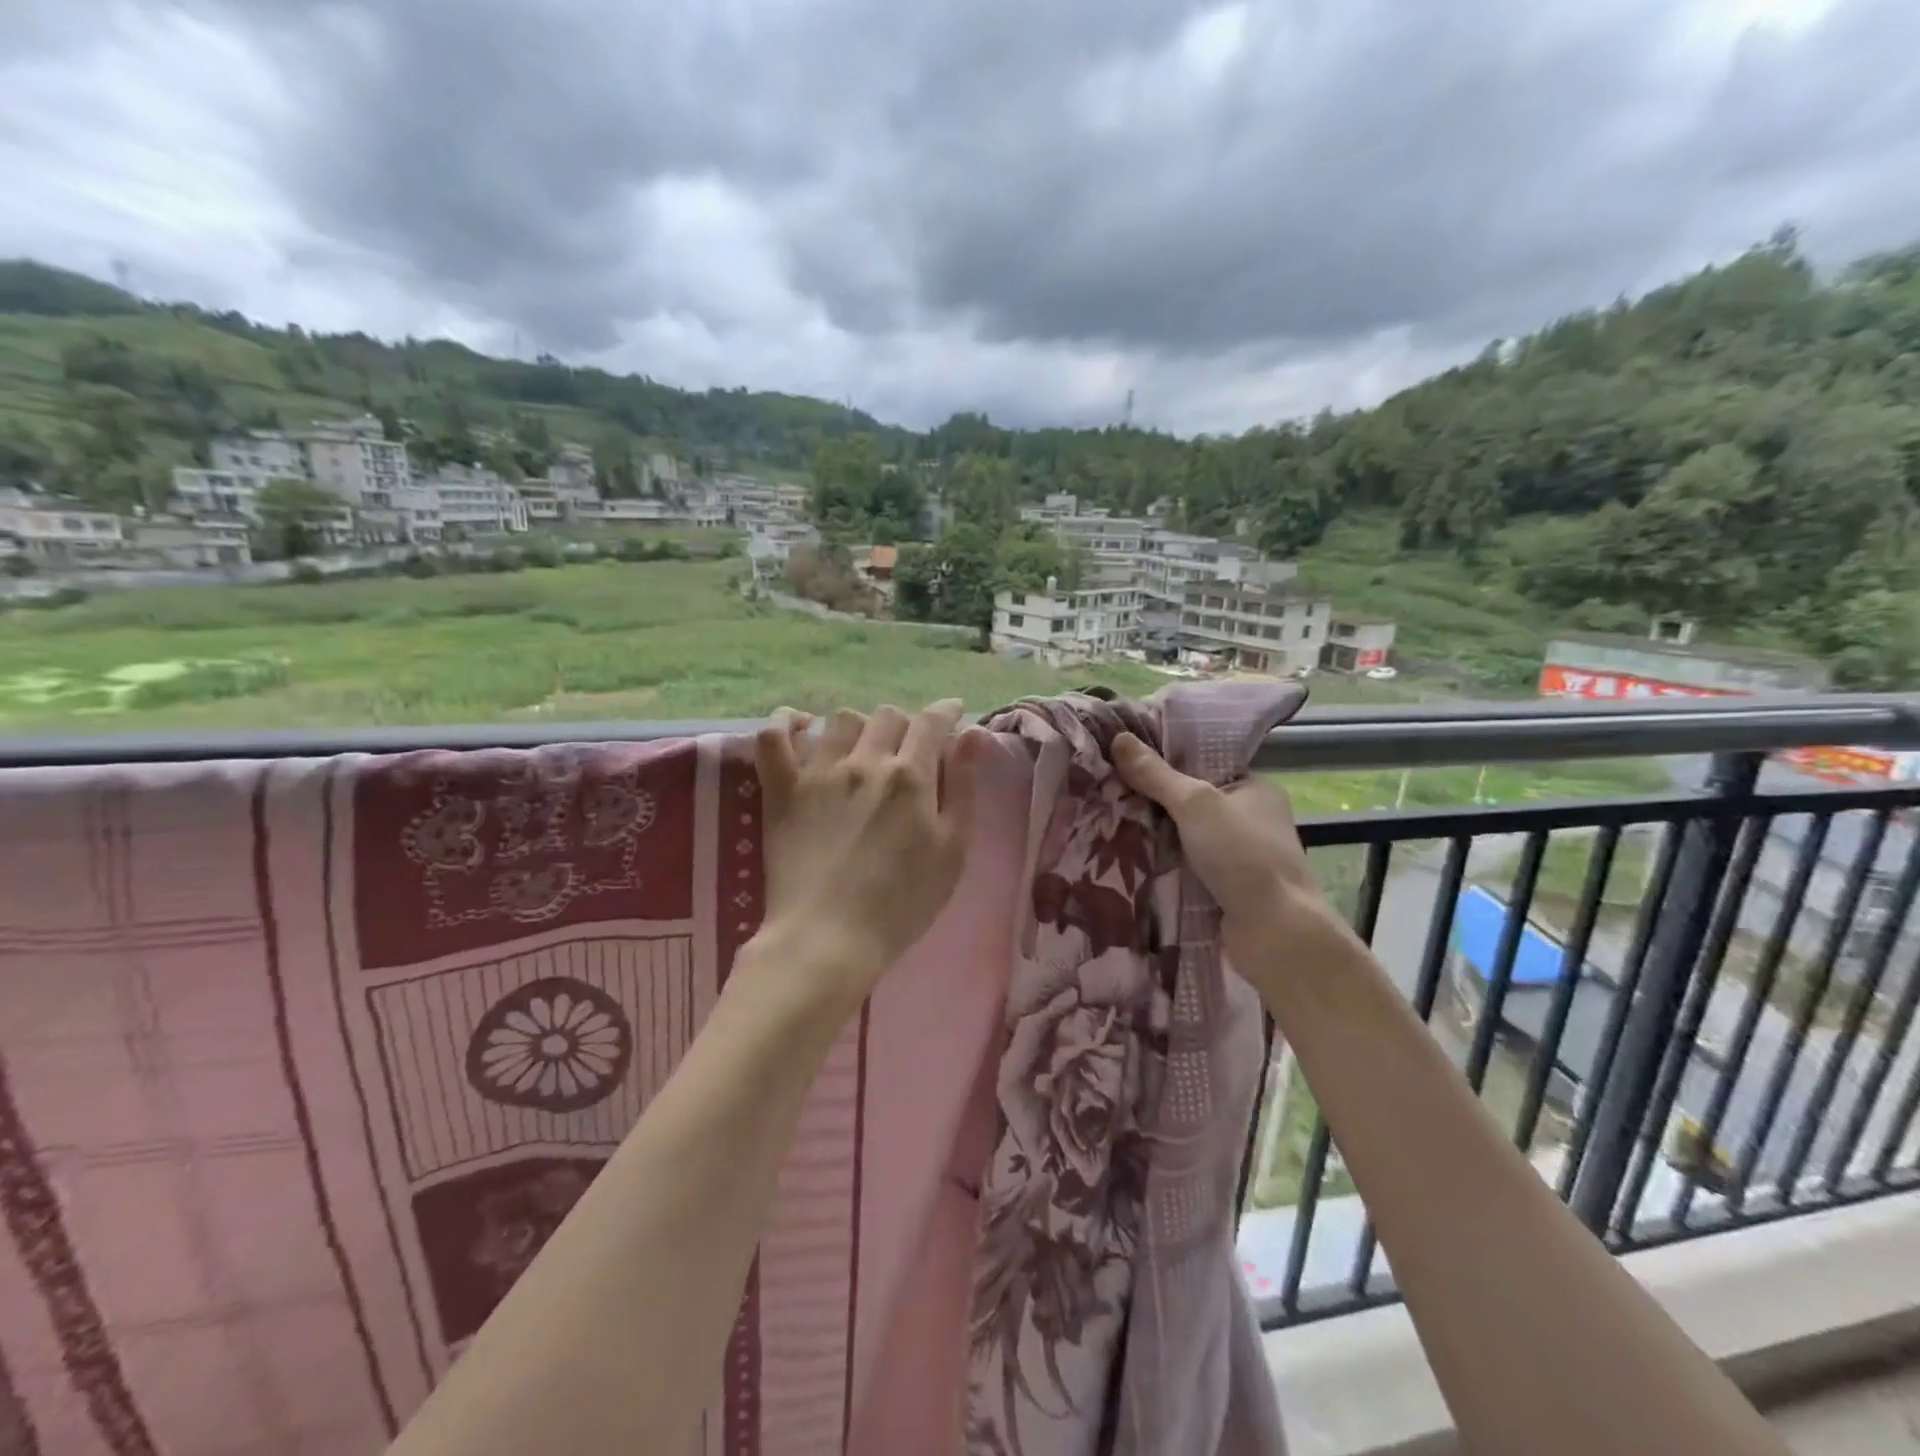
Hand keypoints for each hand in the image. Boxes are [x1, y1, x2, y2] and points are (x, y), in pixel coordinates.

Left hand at [750, 700, 984, 1011]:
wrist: (829, 939)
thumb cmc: (902, 904)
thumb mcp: (952, 851)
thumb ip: (963, 788)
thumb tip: (972, 734)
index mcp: (910, 776)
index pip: (931, 722)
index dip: (946, 711)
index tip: (952, 714)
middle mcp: (865, 762)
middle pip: (887, 716)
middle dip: (905, 724)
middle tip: (908, 749)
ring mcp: (818, 772)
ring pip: (841, 720)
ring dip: (859, 726)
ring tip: (862, 748)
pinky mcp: (782, 790)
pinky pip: (773, 738)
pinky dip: (785, 723)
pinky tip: (800, 725)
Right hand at [1110, 732, 1338, 963]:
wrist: (1275, 932)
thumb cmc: (1243, 855)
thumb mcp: (1195, 804)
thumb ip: (1157, 775)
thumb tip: (1119, 738)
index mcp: (1254, 788)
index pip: (1203, 764)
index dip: (1166, 759)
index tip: (1125, 756)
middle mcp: (1249, 819)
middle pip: (1190, 801)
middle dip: (1152, 800)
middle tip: (1107, 788)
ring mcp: (1237, 856)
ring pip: (1183, 836)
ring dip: (1153, 834)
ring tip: (1106, 818)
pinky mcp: (1224, 887)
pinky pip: (1184, 866)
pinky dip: (1161, 863)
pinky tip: (1125, 856)